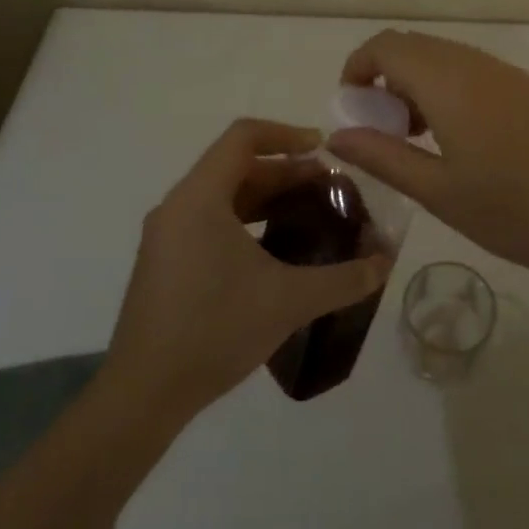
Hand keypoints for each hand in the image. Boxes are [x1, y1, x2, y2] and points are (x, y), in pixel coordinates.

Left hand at [107, 119, 393, 420]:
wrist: (143, 395)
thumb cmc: (214, 330)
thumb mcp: (288, 301)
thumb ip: (343, 279)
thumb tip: (386, 263)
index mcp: (200, 197)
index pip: (243, 136)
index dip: (286, 133)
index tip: (323, 150)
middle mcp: (178, 206)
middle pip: (236, 166)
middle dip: (285, 171)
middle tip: (328, 187)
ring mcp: (166, 235)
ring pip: (222, 195)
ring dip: (266, 196)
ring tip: (307, 213)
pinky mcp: (164, 262)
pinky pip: (209, 220)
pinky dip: (245, 220)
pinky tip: (273, 251)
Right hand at [326, 31, 528, 284]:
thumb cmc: (512, 210)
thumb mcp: (437, 191)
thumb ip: (382, 157)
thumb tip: (337, 135)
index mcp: (447, 81)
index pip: (387, 46)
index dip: (358, 67)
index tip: (351, 106)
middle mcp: (475, 64)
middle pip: (415, 47)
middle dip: (386, 76)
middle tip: (381, 127)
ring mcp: (507, 73)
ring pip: (445, 57)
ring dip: (418, 83)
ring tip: (417, 137)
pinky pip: (473, 70)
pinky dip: (448, 88)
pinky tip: (459, 138)